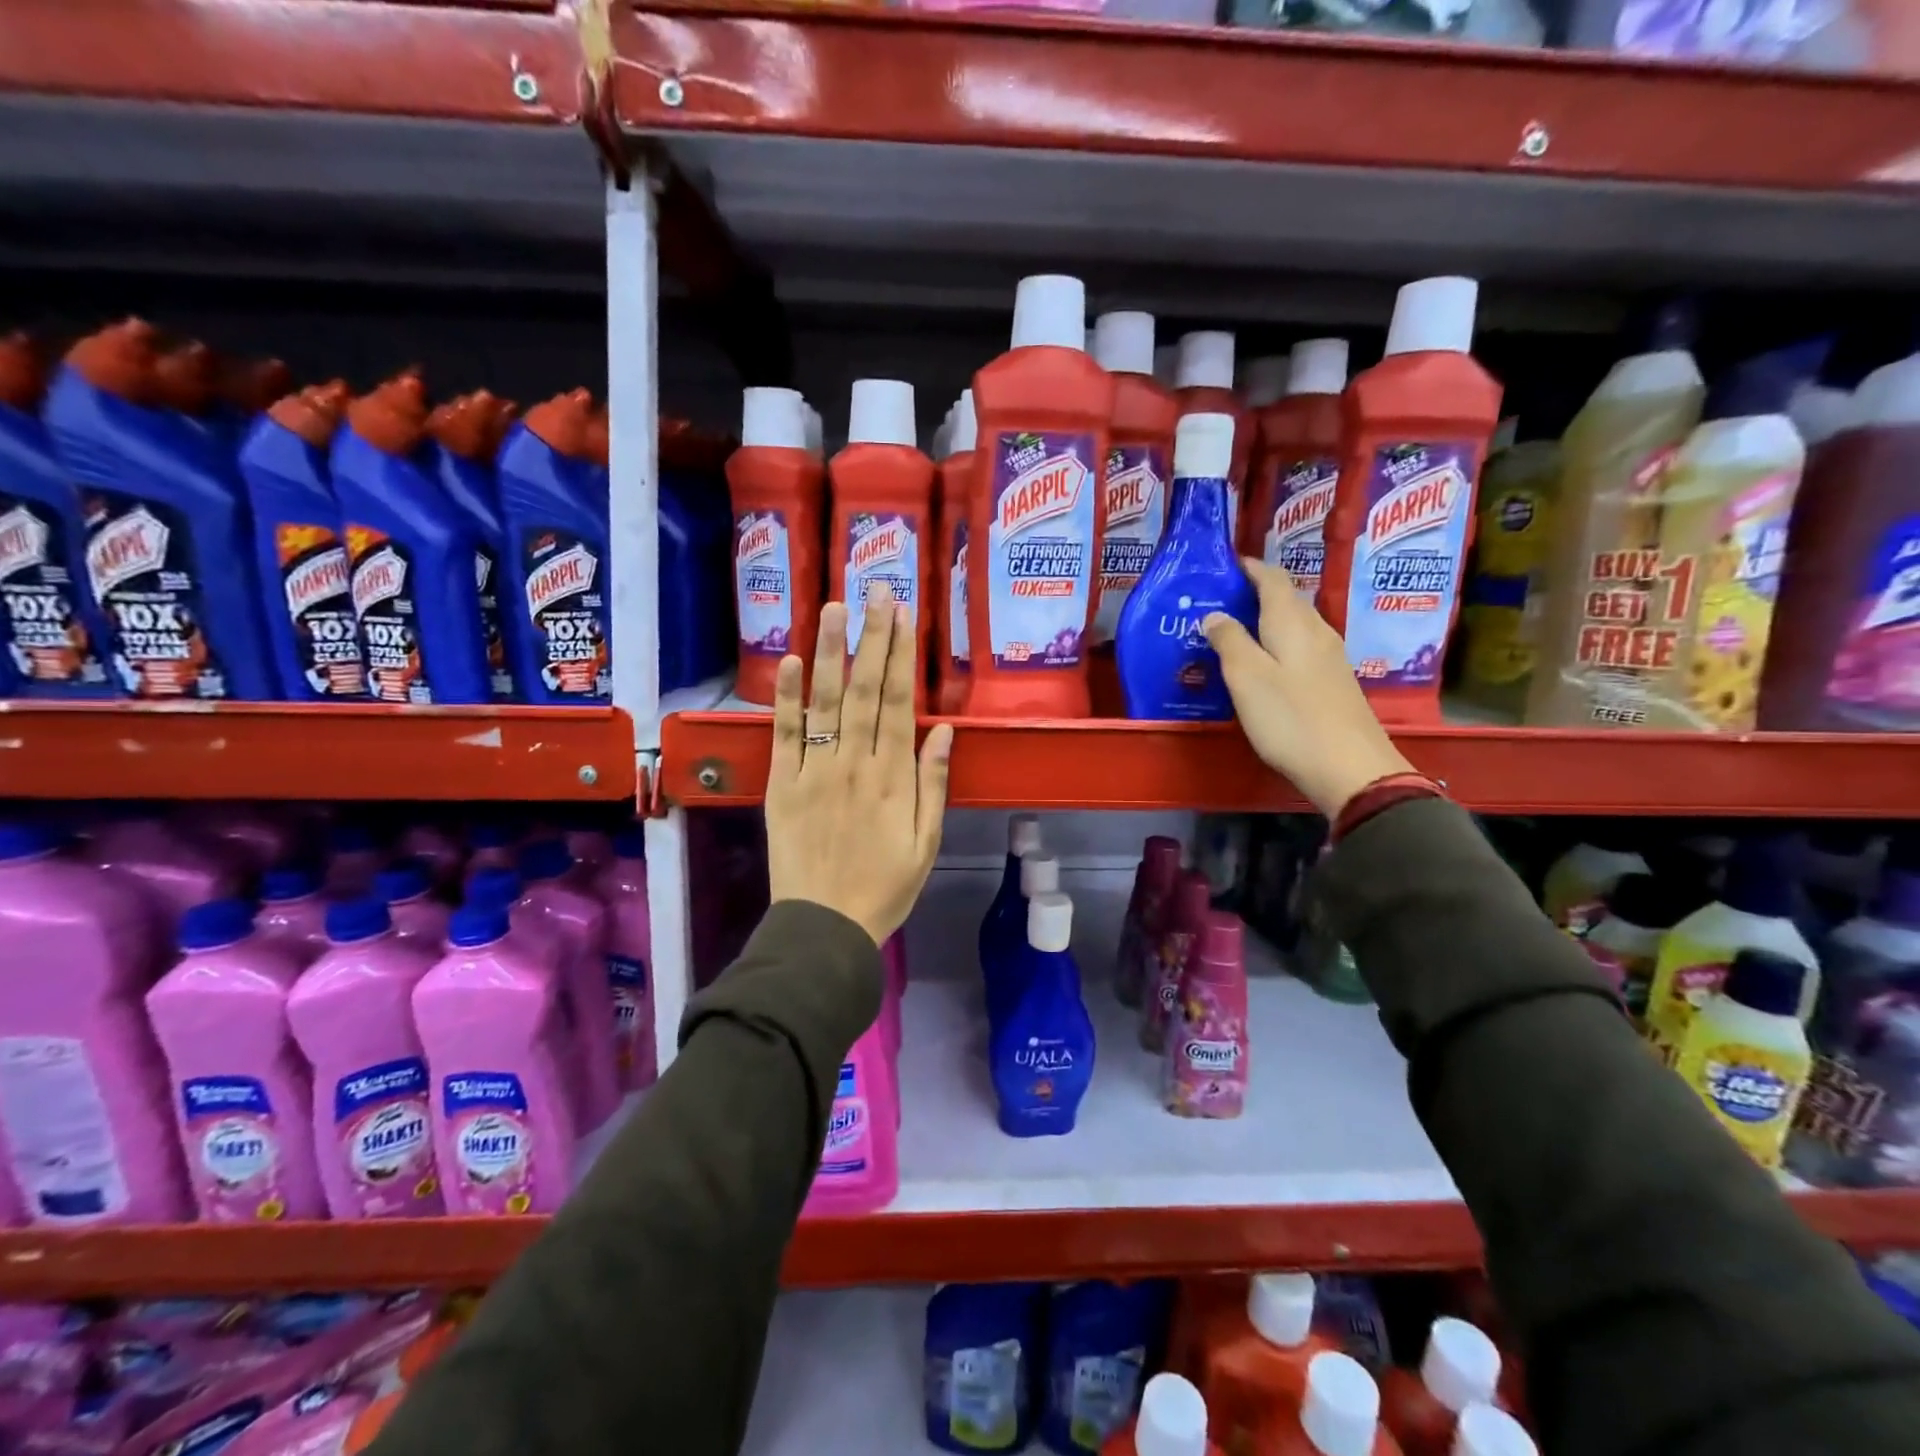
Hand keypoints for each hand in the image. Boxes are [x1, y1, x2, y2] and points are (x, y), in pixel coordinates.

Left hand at [765, 584, 953, 943]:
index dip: (900, 654)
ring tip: (834, 607)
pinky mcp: (782, 785)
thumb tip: (942, 729)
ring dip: (829, 652)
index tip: (902, 614)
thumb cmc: (886, 886)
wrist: (826, 926)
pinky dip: (785, 698)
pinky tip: (788, 662)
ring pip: (824, 702)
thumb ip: (933, 783)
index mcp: (893, 778)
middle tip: (875, 590)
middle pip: (864, 690)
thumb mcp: (927, 842)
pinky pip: (784, 736)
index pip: (897, 702)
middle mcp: (854, 764)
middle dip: (871, 637)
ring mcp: (814, 772)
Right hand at [1202, 558, 1413, 817]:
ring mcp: (1330, 658)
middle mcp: (1316, 632)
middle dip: (1253, 593)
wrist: (1350, 768)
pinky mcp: (1333, 682)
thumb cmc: (1291, 719)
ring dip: (1265, 621)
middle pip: (1285, 599)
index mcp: (1293, 623)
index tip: (1224, 564)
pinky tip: (1263, 664)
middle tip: (1218, 602)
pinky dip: (1277, 644)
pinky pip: (1300, 648)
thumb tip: (1215, 614)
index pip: (1272, 578)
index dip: (1249, 567)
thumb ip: (1229, 641)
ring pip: (1294, 625)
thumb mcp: (1247, 678)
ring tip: (1234, 631)